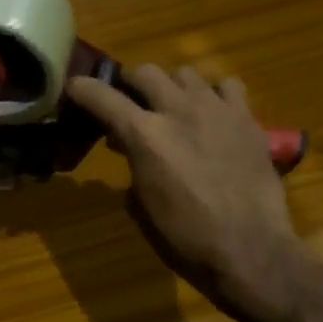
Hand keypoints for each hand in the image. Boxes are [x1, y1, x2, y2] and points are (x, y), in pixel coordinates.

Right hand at [67, 65, 304, 321]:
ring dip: (171, 86)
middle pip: (144, 72)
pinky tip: (213, 113)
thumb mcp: (140, 205)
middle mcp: (177, 110)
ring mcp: (216, 110)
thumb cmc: (185, 237)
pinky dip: (214, 94)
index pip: (100, 96)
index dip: (80, 89)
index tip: (72, 89)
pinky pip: (227, 86)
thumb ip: (132, 166)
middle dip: (129, 82)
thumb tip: (130, 150)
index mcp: (143, 135)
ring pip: (185, 73)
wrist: (250, 249)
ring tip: (173, 106)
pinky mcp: (247, 119)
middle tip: (128, 100)